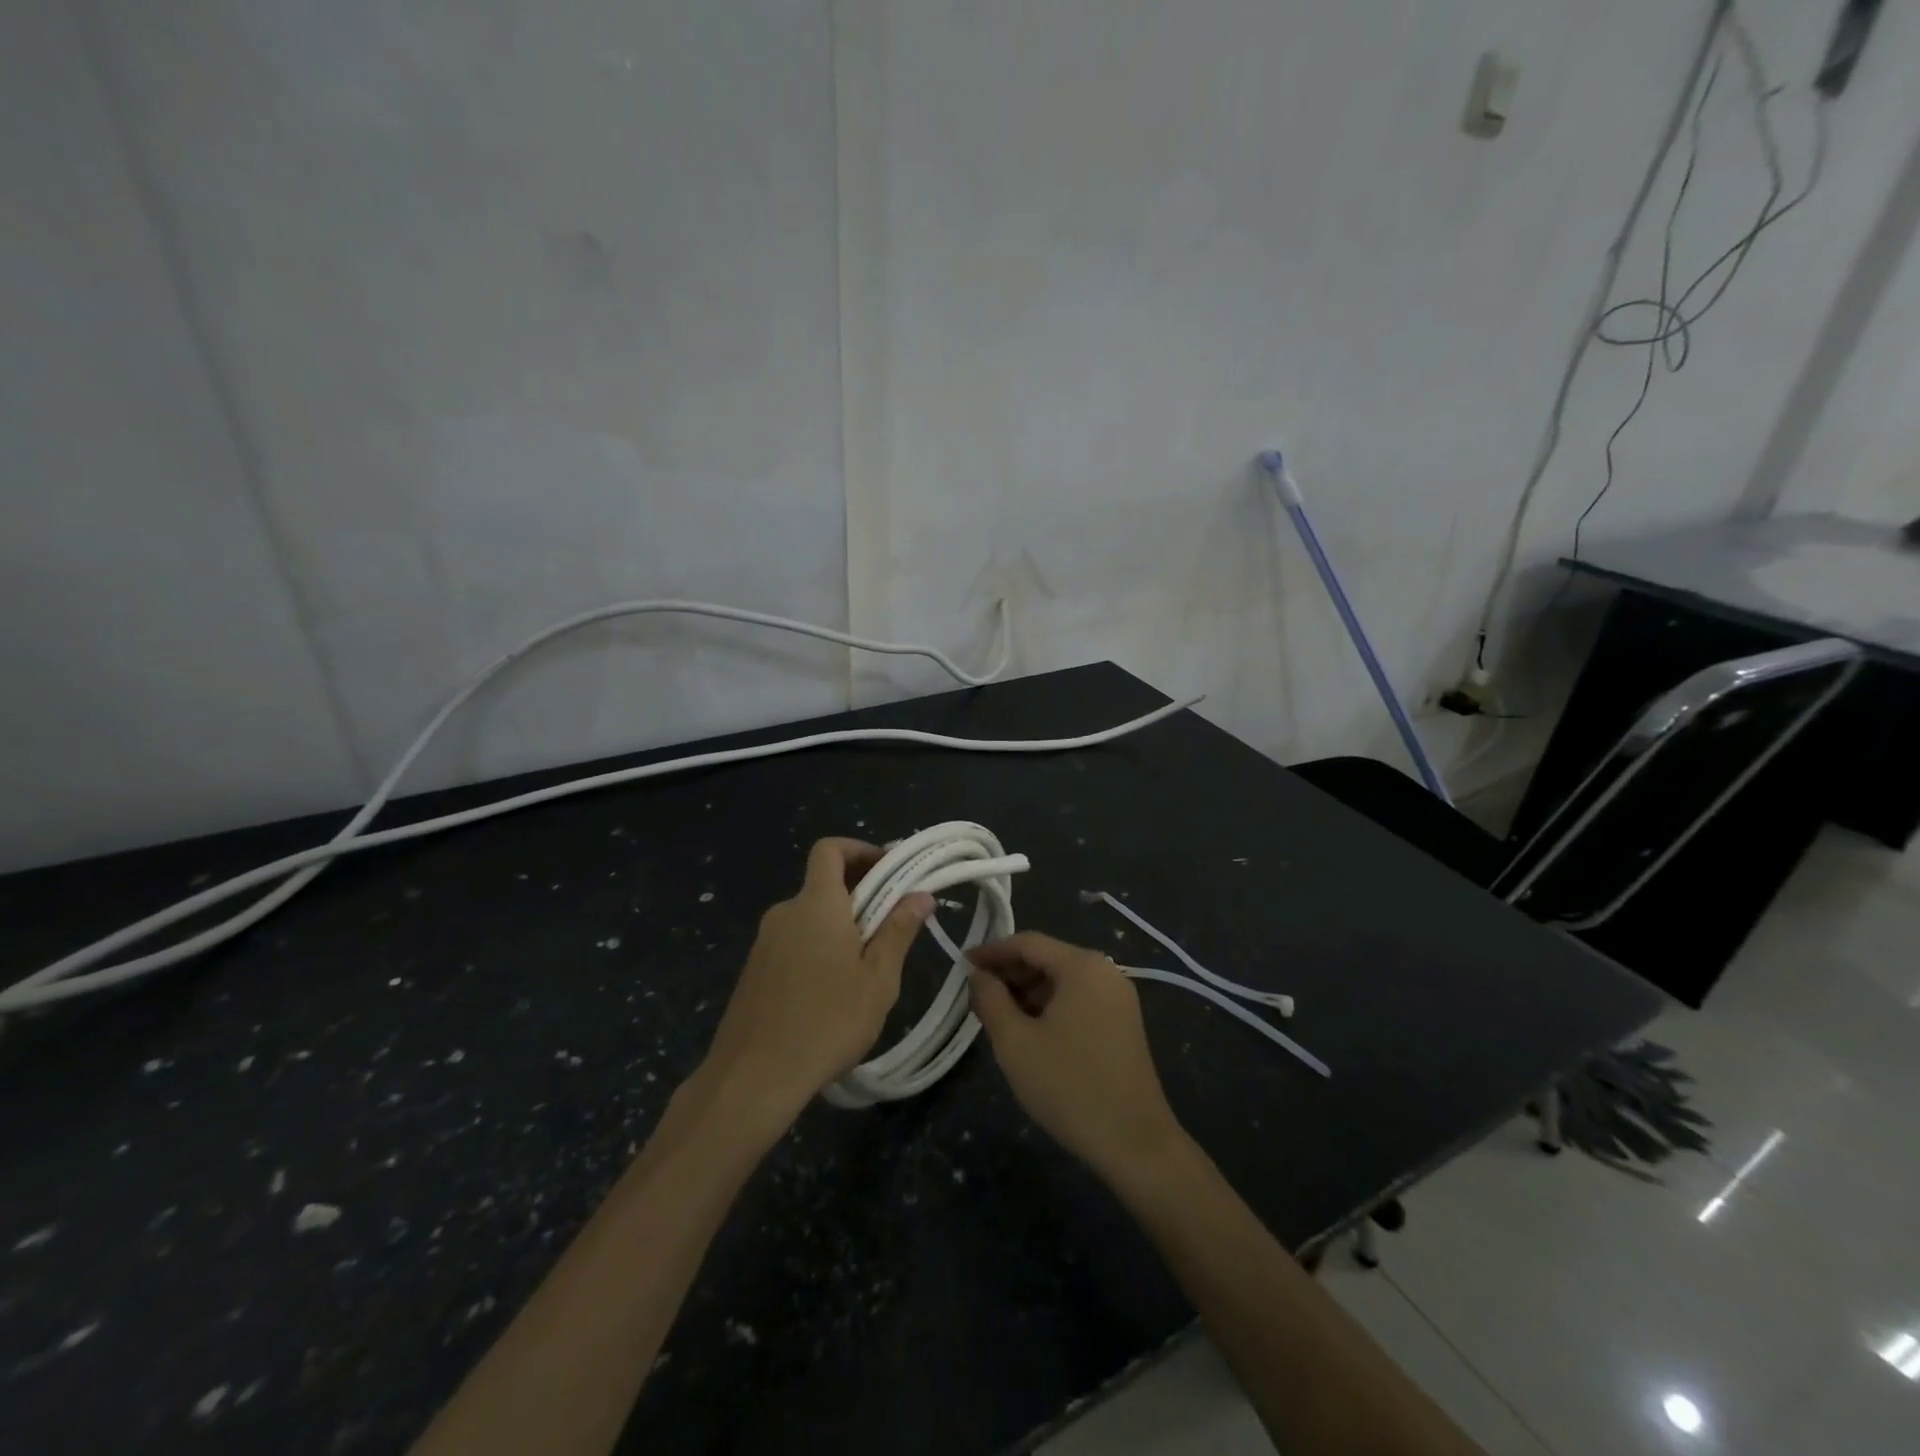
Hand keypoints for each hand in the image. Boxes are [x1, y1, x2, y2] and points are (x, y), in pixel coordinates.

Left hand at [700, 838, 931, 1120]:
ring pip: (810, 916)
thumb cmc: (826, 1022)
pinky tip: (832, 991)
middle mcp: (786, 912)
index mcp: (816, 904)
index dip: (860, 849)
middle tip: (892, 925)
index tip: (890, 870)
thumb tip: (920, 894)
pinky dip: (817, 947)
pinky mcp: (754, 970)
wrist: (752, 1078)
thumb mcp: (878, 979)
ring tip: (867, 966)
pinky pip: (793, 941)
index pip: (830, 849)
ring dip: (840, 925)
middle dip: (860, 893)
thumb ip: (898, 930)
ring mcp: (764, 942)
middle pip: (823, 883)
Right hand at [969, 932, 1188, 1183]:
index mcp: (1082, 966)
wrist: (1135, 1143)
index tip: (962, 965)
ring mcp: (1119, 998)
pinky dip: (1050, 1007)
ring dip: (1028, 992)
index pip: (1028, 943)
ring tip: (998, 1016)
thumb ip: (990, 1000)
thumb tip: (978, 976)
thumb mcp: (1015, 1042)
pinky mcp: (1124, 1023)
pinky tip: (1030, 1031)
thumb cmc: (1069, 1085)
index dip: (992, 952)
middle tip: (976, 995)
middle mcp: (1105, 971)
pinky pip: (1078, 1000)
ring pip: (1062, 981)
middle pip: (1047, 958)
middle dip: (1009, 973)